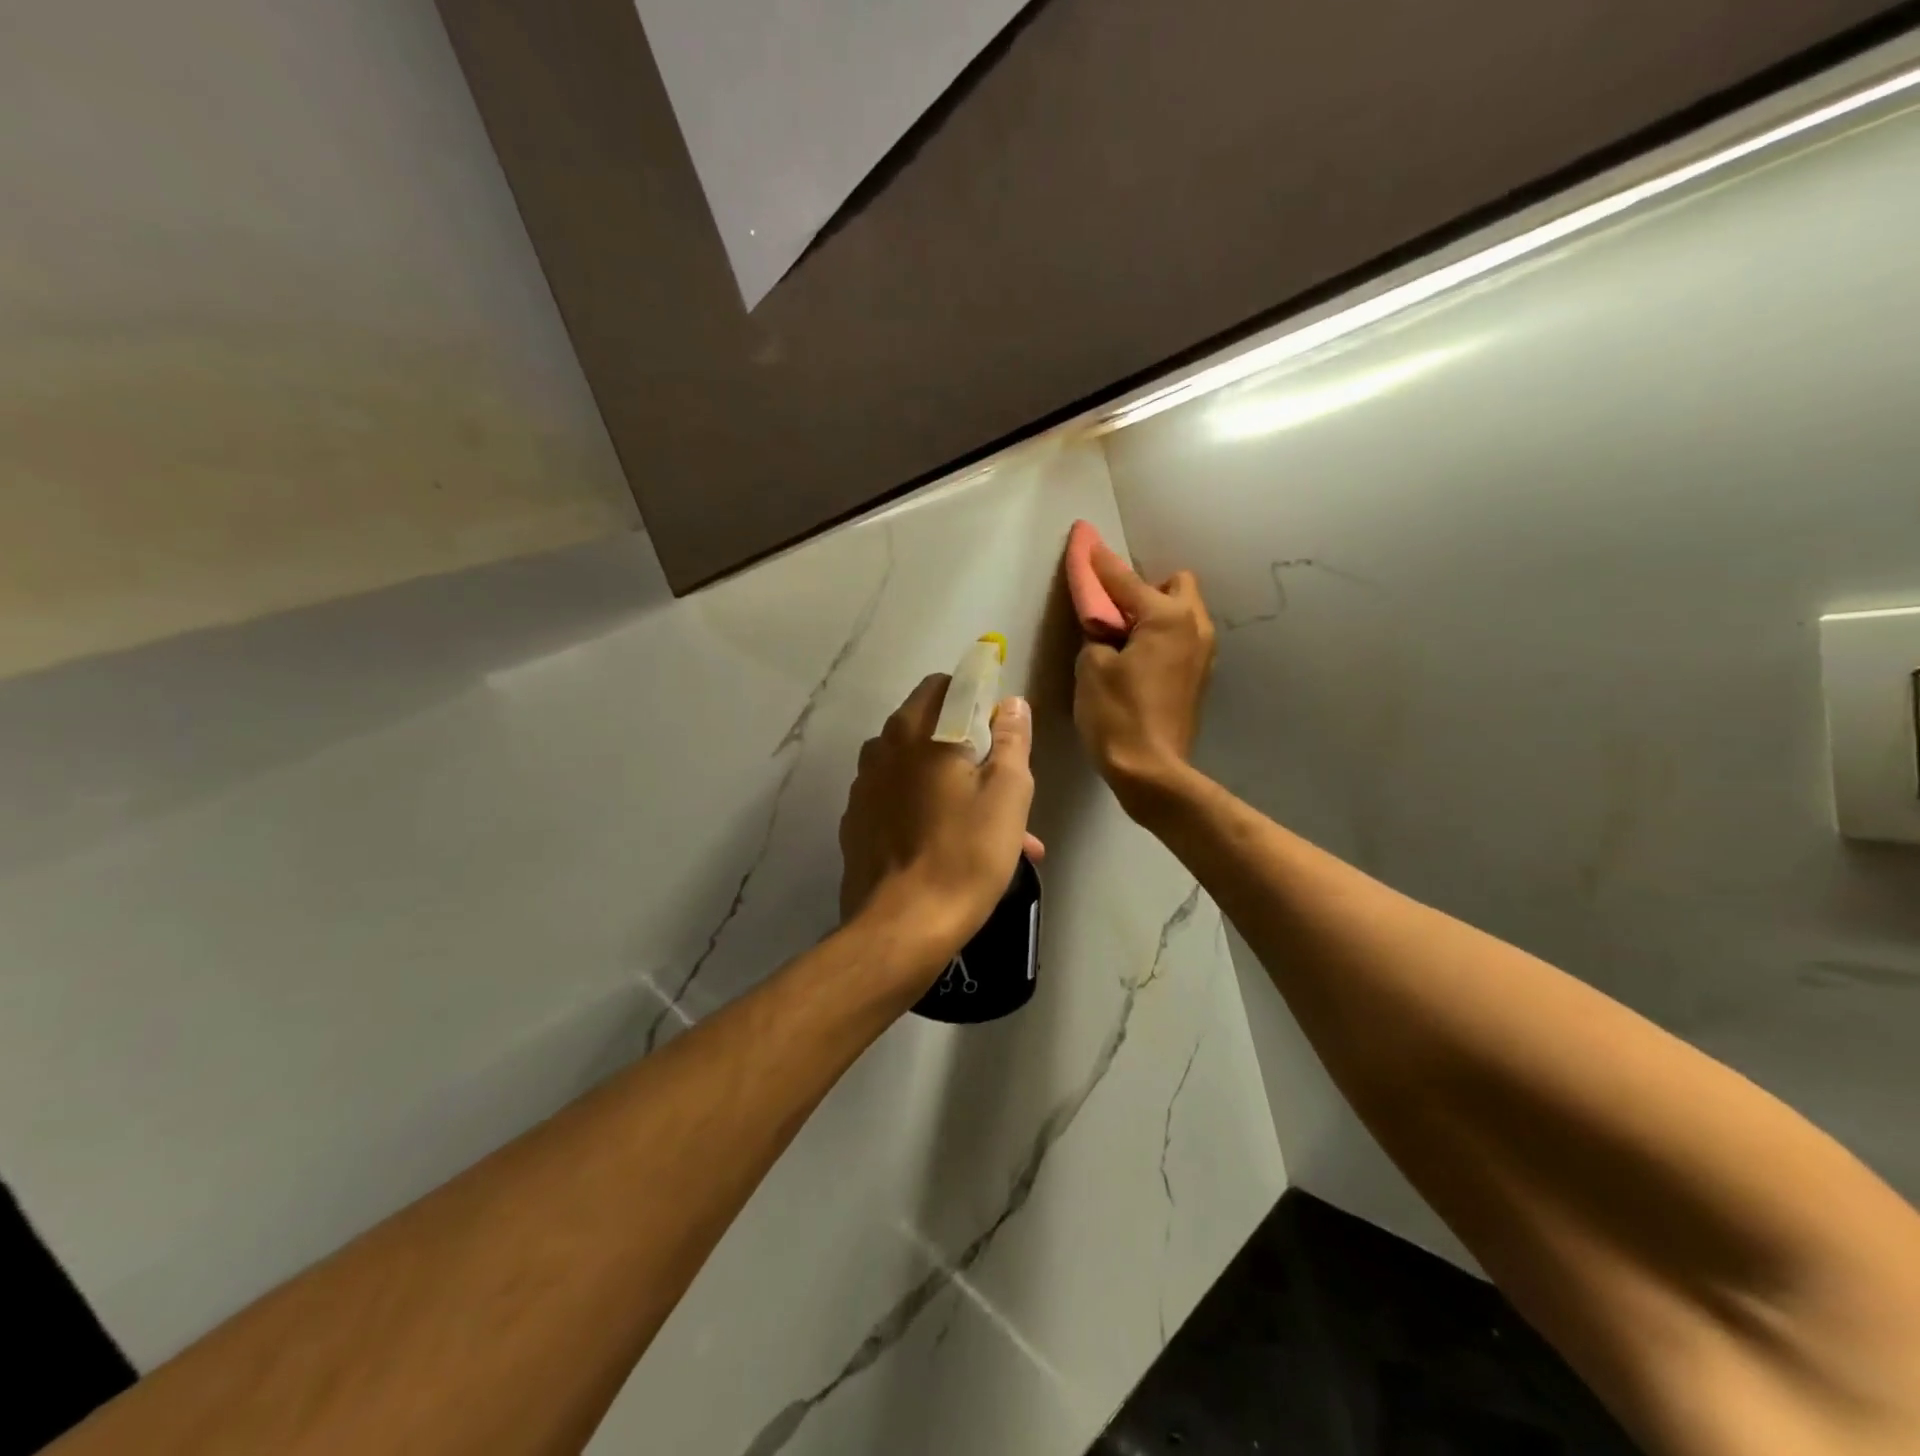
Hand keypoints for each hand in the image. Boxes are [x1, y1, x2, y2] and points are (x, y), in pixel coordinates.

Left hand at [840, 675, 1043, 967]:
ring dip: (946, 780)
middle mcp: (883, 750)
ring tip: (983, 823)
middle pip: (926, 725)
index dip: (977, 696)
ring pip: (912, 767)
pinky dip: (922, 808)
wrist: (904, 925)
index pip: (946, 686)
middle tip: (998, 778)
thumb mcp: (1008, 794)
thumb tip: (1011, 704)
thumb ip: (1012, 740)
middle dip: (964, 742)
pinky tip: (947, 844)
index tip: (1000, 725)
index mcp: (919, 732)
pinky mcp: (856, 824)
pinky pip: (895, 800)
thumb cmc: (965, 854)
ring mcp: (863, 788)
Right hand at [1073, 543, 1215, 815]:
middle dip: (1144, 588)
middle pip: (1175, 585)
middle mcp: (1194, 627)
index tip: (1084, 541)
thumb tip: (1105, 628)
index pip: (1125, 580)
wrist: (1151, 771)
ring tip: (1125, 637)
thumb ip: (1097, 634)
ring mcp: (1203, 653)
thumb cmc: (1117, 715)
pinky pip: (1181, 639)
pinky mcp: (1200, 677)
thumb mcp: (1092, 667)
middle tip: (1114, 612)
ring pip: (1183, 613)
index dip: (1099, 563)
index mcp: (1167, 618)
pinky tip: (1139, 660)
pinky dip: (1162, 638)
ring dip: (1155, 613)